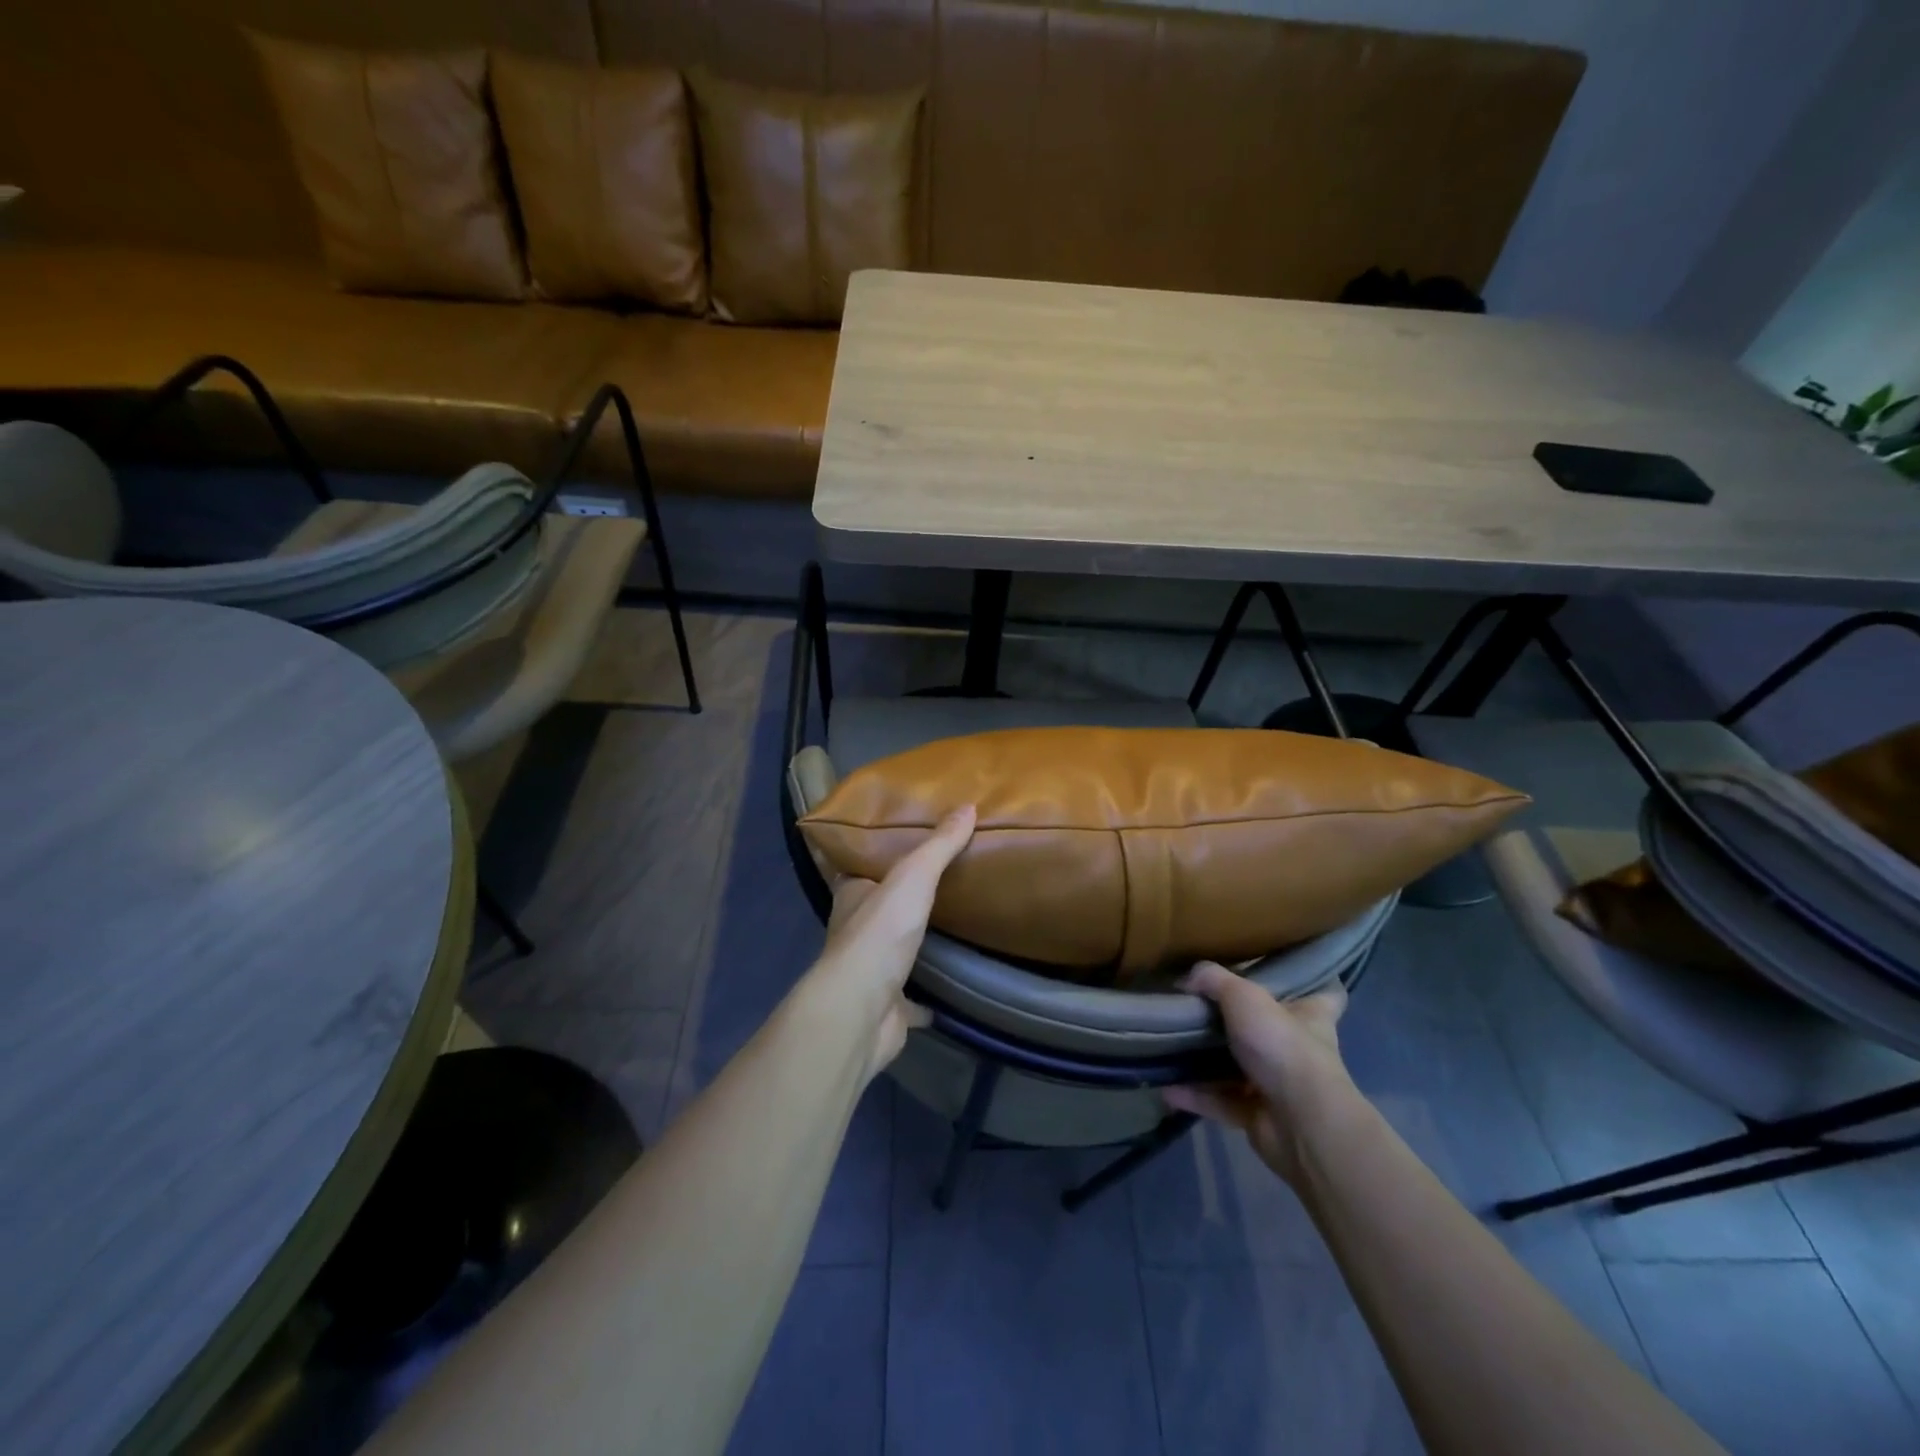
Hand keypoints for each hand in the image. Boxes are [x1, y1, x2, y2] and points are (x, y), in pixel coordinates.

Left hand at [811, 805, 976, 1077]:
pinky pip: (912, 999)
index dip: (876, 856)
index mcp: (852, 896)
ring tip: (951, 925)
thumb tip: (967, 806)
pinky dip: (928, 996)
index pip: (859, 868)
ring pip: (894, 951)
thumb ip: (939, 846)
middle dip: (900, 898)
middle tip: (939, 880)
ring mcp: (871, 973)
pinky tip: (951, 988)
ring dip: (913, 942)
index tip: (902, 843)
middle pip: (878, 908)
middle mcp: (856, 931)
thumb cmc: (880, 933)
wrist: (863, 1010)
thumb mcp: (913, 876)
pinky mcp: (888, 1007)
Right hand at [1164, 961, 1355, 1185]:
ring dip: (1207, 1063)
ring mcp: (1280, 1086)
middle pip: (1270, 1031)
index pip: (1324, 996)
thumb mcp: (1244, 996)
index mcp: (1310, 1016)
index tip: (1286, 977)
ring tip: (1172, 1047)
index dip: (1310, 985)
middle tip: (1200, 1008)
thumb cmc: (1282, 1045)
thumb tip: (1187, 977)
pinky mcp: (1259, 1117)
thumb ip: (1213, 980)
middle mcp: (1299, 1050)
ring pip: (1239, 1069)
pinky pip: (1221, 1101)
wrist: (1300, 1122)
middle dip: (1239, 1024)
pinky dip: (1195, 1095)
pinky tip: (1166, 1086)